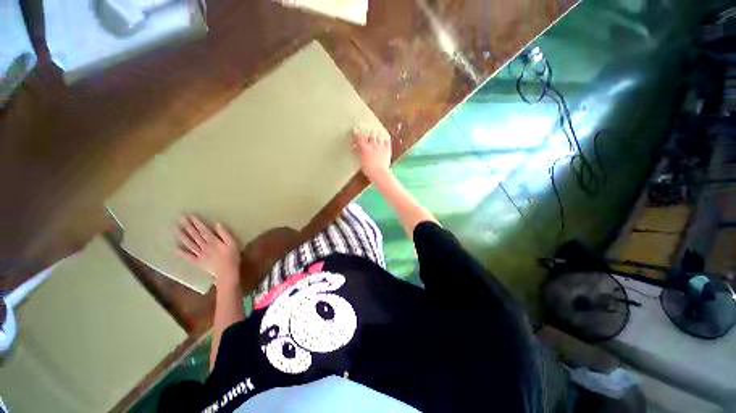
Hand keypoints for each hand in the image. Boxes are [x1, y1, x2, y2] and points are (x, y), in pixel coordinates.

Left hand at [178, 215, 240, 287]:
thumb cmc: (232, 256)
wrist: (227, 272)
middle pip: (195, 235)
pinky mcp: (198, 262)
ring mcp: (199, 254)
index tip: (190, 215)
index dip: (196, 222)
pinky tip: (176, 248)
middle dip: (188, 226)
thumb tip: (217, 224)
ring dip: (182, 236)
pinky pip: (188, 257)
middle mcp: (204, 246)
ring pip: (189, 244)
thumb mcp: (233, 243)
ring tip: (175, 229)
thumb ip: (225, 234)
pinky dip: (182, 253)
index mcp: (213, 241)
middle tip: (180, 218)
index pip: (203, 230)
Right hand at [353, 129, 391, 180]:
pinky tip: (384, 139)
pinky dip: (385, 139)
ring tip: (377, 136)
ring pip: (379, 136)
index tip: (355, 130)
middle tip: (369, 136)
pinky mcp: (387, 149)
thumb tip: (354, 146)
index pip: (359, 138)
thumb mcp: (361, 160)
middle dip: (370, 134)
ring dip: (377, 135)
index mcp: (365, 147)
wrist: (379, 173)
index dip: (357, 133)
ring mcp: (381, 146)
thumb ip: (358, 152)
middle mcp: (373, 144)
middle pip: (371, 134)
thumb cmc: (368, 169)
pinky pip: (387, 141)